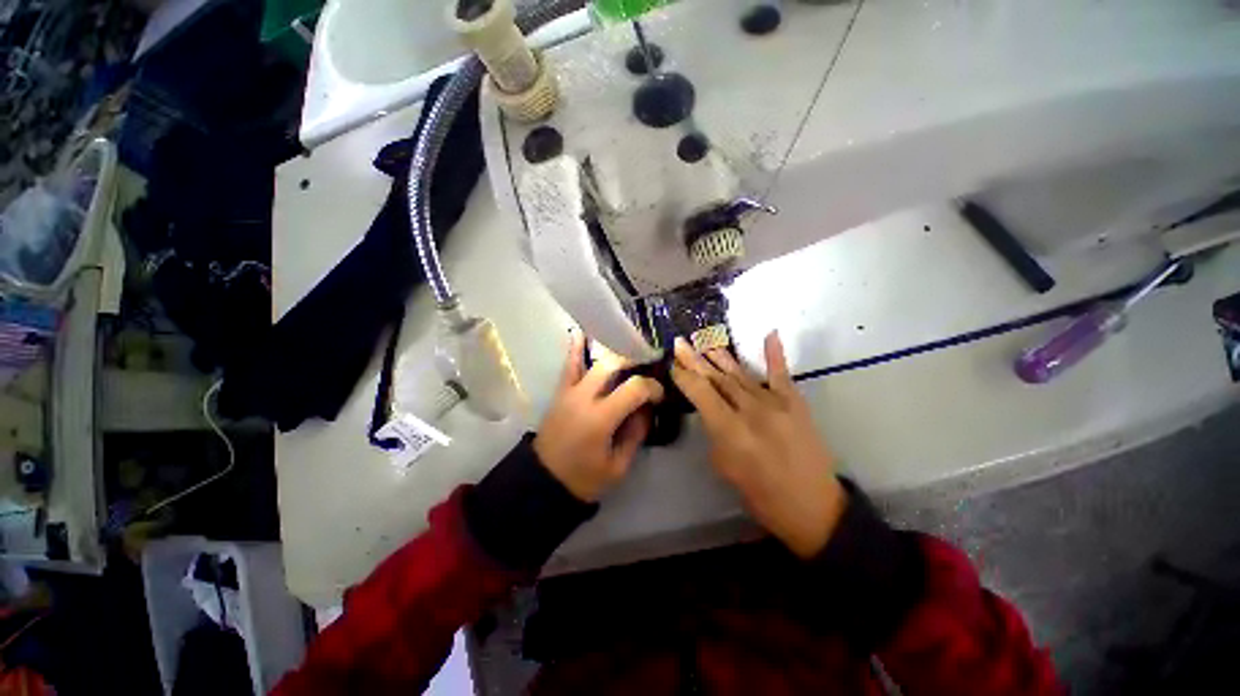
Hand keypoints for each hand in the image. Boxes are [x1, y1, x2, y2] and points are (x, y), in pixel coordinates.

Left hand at [534, 332, 665, 501]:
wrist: (543, 481)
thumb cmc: (584, 478)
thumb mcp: (618, 466)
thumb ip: (636, 434)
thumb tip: (646, 408)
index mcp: (600, 418)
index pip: (634, 388)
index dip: (652, 387)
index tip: (660, 394)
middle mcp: (584, 397)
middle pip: (613, 364)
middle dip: (635, 360)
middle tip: (649, 366)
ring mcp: (569, 391)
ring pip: (593, 360)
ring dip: (614, 351)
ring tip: (630, 348)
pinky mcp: (560, 391)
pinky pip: (569, 365)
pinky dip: (575, 347)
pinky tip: (582, 332)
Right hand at [671, 332, 846, 557]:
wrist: (814, 507)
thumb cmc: (761, 495)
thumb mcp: (725, 468)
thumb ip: (715, 433)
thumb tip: (710, 410)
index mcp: (730, 431)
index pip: (700, 393)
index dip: (684, 376)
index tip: (673, 364)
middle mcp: (750, 410)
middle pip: (717, 379)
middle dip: (696, 360)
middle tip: (680, 343)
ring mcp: (775, 403)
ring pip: (741, 374)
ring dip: (721, 357)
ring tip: (705, 342)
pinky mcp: (795, 402)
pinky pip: (781, 373)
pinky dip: (775, 353)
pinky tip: (770, 334)